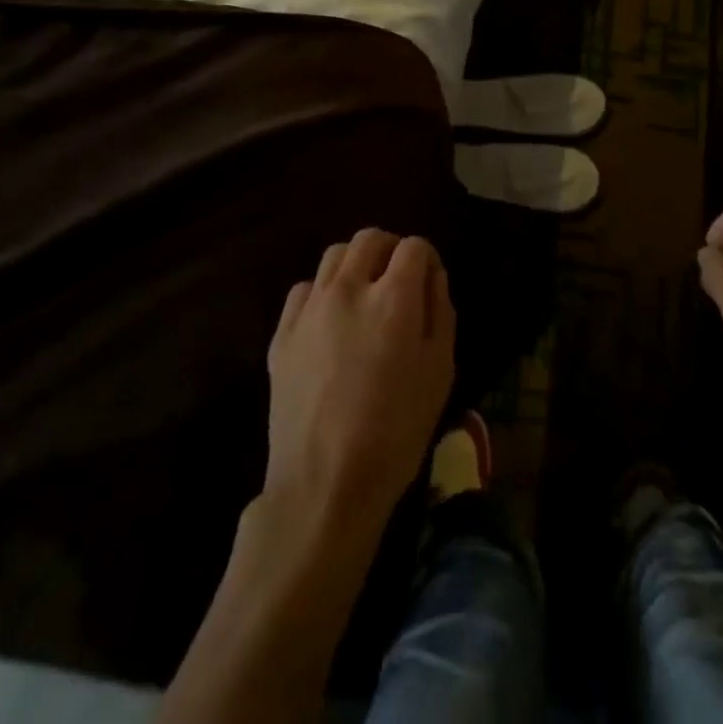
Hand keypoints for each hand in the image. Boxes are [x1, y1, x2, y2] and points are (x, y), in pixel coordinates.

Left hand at [264, 229, 455, 537]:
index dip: (427, 257)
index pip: (413, 247)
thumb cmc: (395, 433)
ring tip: (364, 295)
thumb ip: (440, 313)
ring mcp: (310, 308)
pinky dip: (322, 291)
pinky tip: (330, 322)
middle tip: (399, 279)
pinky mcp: (282, 331)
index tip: (429, 280)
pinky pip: (304, 289)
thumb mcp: (439, 373)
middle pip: (370, 238)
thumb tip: (432, 277)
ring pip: (334, 256)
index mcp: (393, 299)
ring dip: (356, 264)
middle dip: (391, 249)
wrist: (324, 484)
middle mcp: (349, 289)